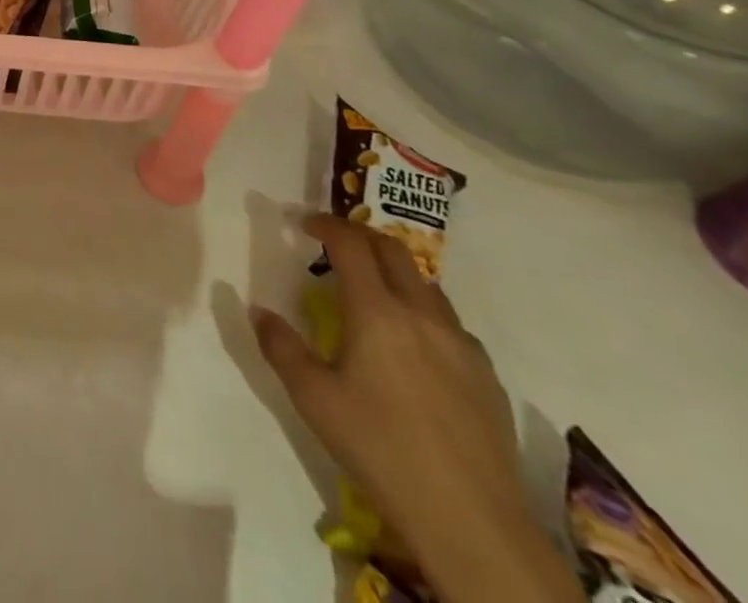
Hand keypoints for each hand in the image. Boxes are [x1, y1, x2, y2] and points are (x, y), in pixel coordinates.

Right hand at [252, 215, 581, 602]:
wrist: (472, 523)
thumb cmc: (380, 450)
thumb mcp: (312, 398)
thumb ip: (281, 346)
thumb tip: (259, 311)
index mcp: (377, 312)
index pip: (350, 244)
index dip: (326, 225)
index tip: (305, 224)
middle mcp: (422, 316)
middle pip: (394, 252)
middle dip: (361, 237)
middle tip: (336, 245)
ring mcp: (462, 346)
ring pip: (427, 286)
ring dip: (395, 274)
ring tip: (374, 295)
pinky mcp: (487, 378)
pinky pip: (451, 325)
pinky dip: (425, 314)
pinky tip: (415, 348)